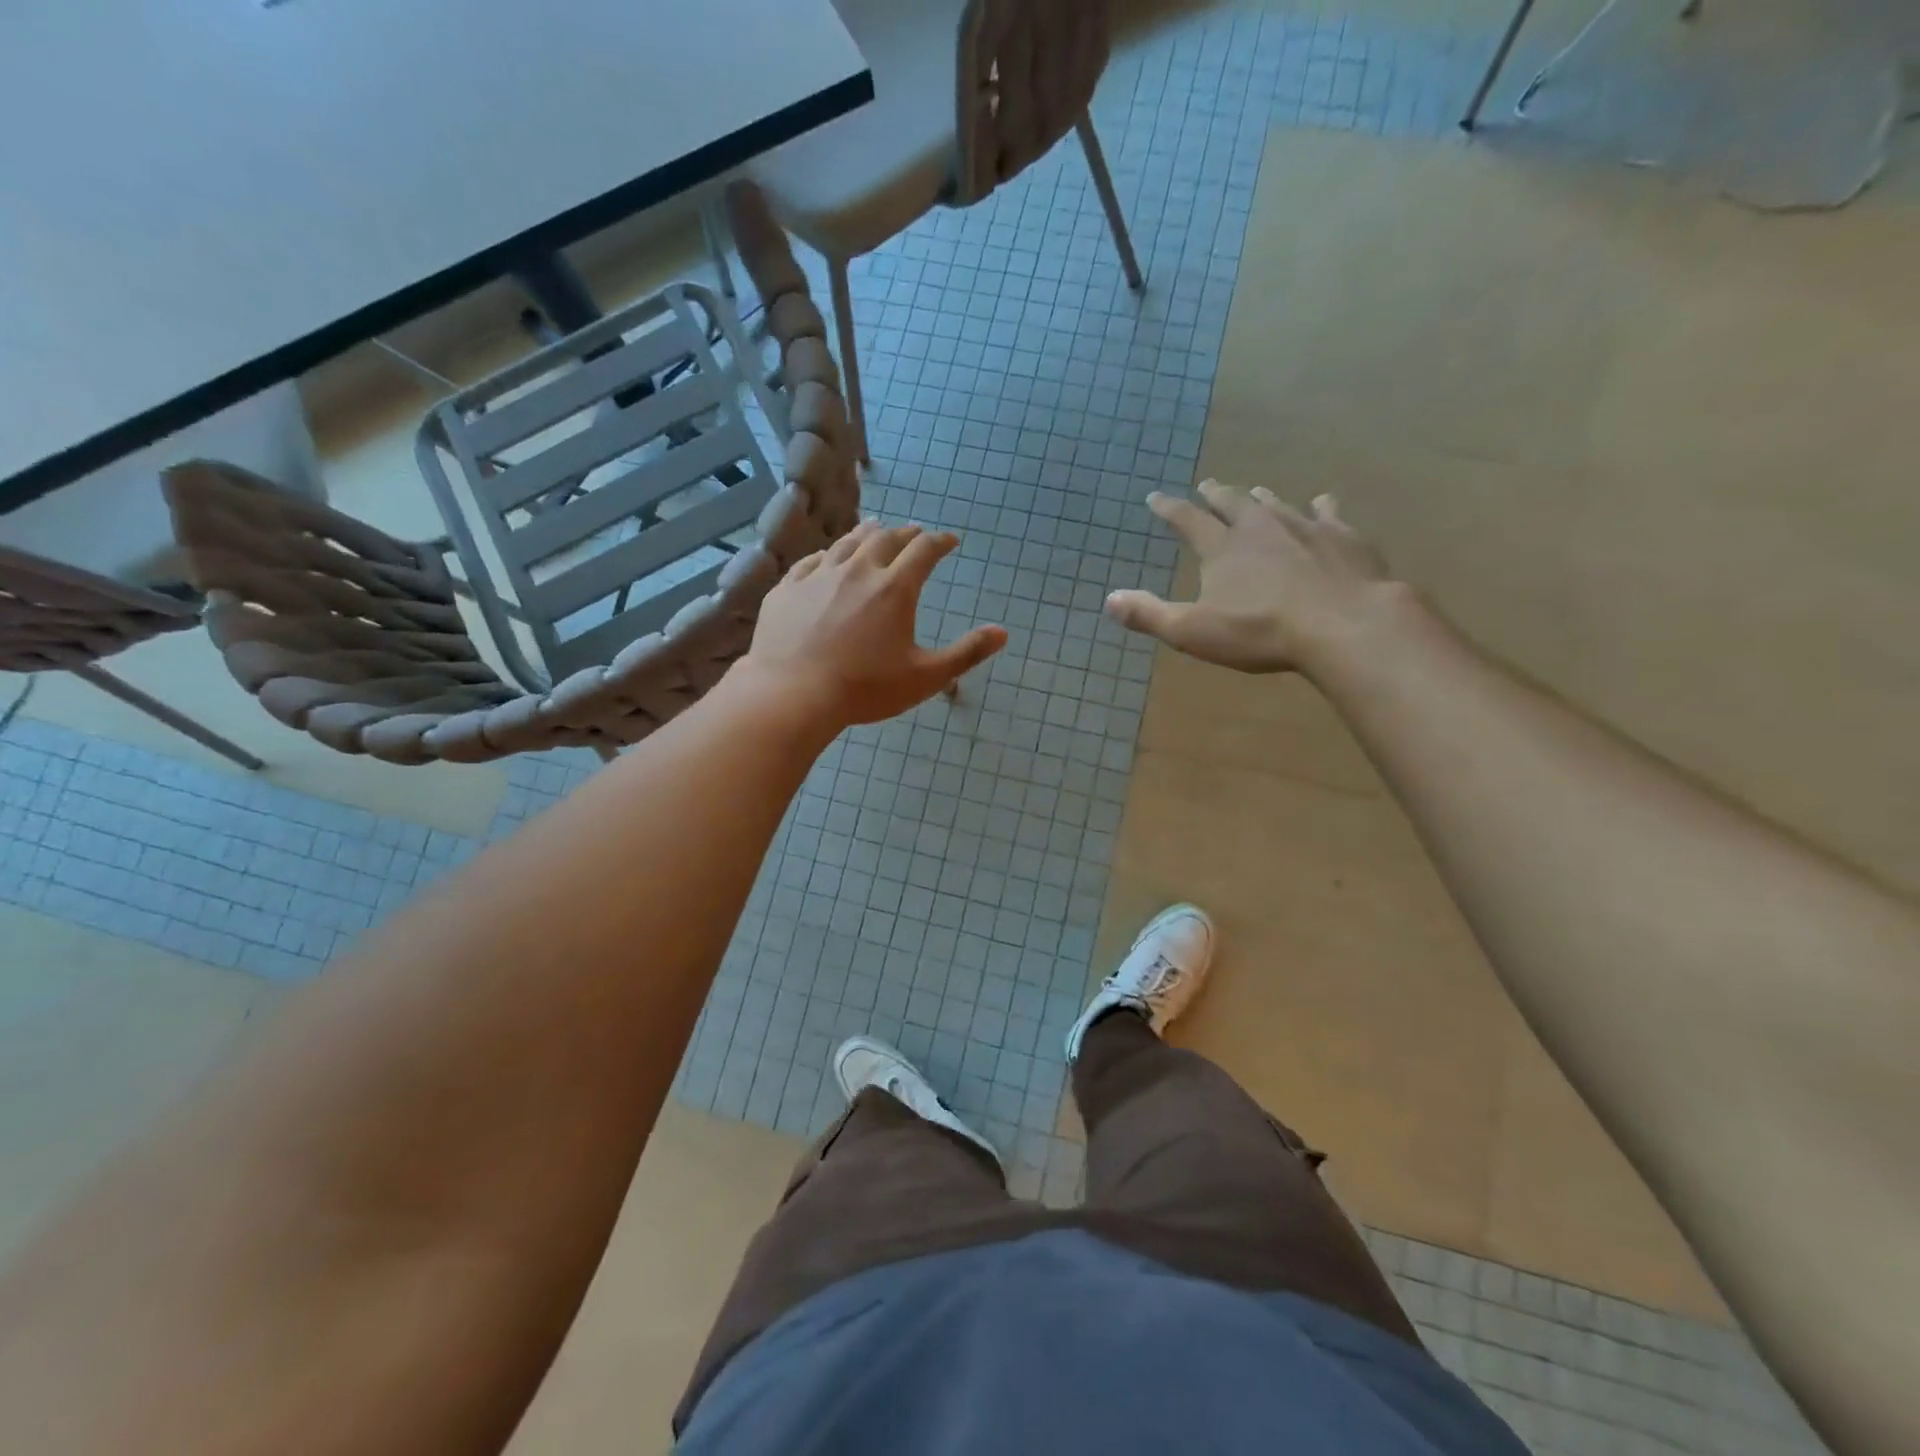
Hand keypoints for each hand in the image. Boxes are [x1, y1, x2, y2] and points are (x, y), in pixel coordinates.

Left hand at [745, 522, 1008, 726]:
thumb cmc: (865, 688)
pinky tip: (827, 559)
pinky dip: (828, 555)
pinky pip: (811, 562)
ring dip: (867, 534)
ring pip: (847, 543)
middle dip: (905, 534)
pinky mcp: (787, 589)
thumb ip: (967, 653)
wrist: (793, 693)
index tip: (950, 540)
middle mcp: (858, 570)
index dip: (940, 542)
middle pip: (885, 539)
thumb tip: (1003, 633)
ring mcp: (819, 576)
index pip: (924, 551)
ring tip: (875, 530)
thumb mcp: (926, 676)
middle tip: (914, 533)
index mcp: (895, 588)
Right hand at [1106, 479, 1403, 674]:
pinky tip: (1322, 503)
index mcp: (1222, 548)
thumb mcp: (1193, 631)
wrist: (1344, 625)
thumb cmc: (1261, 632)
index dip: (1169, 509)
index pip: (1188, 520)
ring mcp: (1304, 527)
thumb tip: (1109, 600)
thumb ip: (1150, 615)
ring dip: (1261, 497)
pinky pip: (1327, 512)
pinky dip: (1320, 506)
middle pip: (1233, 502)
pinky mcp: (1343, 536)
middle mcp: (1260, 527)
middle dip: (1216, 494)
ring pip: (1277, 503)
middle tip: (1208, 485)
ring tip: (1255, 491)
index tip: (1155, 498)